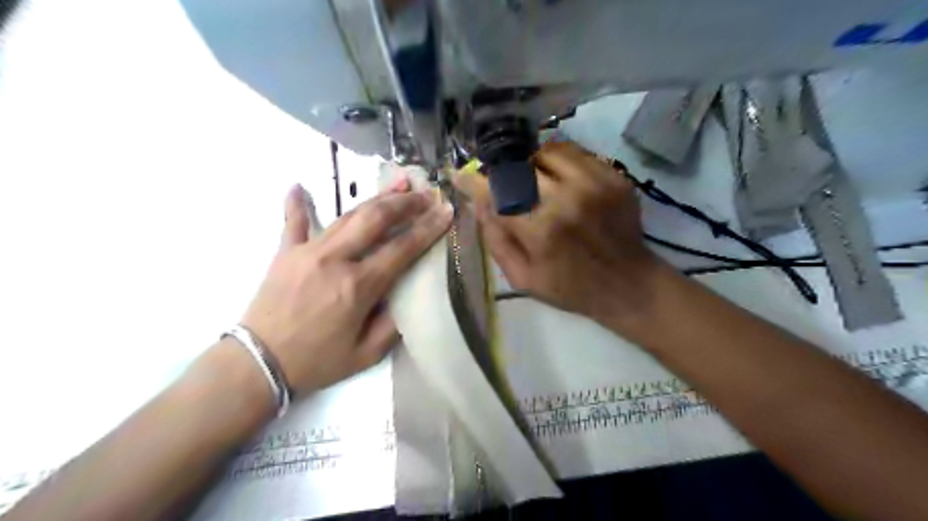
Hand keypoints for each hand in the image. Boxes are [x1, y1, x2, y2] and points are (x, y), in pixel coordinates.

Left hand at [242, 180, 453, 394]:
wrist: (258, 364)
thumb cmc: (317, 362)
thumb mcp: (366, 355)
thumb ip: (393, 325)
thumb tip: (407, 297)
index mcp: (358, 286)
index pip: (402, 248)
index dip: (428, 227)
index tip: (446, 210)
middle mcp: (335, 259)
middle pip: (376, 219)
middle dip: (405, 203)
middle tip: (425, 193)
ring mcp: (307, 251)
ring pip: (347, 214)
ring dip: (376, 197)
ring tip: (398, 182)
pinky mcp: (285, 252)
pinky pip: (293, 222)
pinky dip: (296, 203)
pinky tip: (298, 185)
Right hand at [455, 141, 659, 323]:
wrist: (628, 285)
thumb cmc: (570, 288)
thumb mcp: (523, 277)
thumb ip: (496, 239)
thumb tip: (478, 203)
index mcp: (541, 229)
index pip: (495, 193)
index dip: (472, 181)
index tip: (459, 174)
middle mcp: (567, 198)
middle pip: (519, 165)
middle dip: (503, 171)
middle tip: (501, 181)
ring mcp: (595, 182)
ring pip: (547, 151)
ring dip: (531, 163)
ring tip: (532, 180)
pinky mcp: (614, 176)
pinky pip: (575, 152)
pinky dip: (558, 161)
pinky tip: (559, 179)